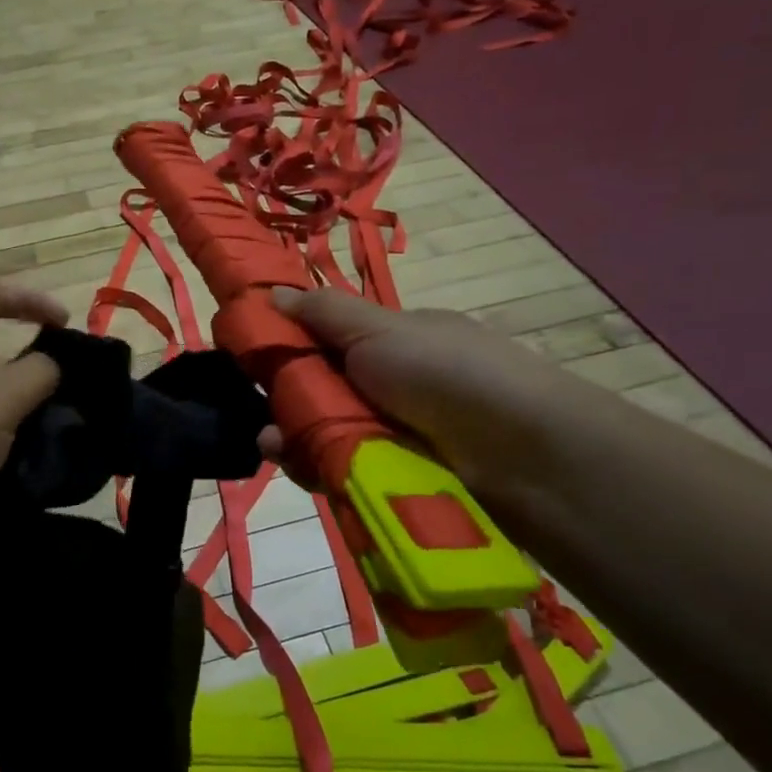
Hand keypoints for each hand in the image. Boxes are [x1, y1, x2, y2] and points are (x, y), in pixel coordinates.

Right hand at [259, 287, 579, 502]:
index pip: (327, 341)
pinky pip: (341, 470)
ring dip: (293, 437)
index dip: (288, 346)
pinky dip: (316, 468)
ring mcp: (395, 434)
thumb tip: (269, 292)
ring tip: (273, 445)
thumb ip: (323, 313)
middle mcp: (392, 385)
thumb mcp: (380, 329)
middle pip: (321, 392)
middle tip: (260, 411)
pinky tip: (297, 465)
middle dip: (286, 400)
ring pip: (326, 434)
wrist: (521, 453)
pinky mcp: (394, 479)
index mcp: (393, 341)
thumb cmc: (445, 371)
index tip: (250, 358)